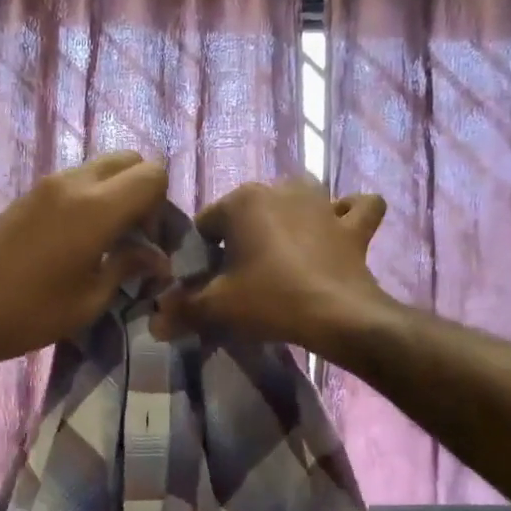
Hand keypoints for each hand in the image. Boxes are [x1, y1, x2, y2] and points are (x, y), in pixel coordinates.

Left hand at [0, 153, 170, 374]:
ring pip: (100, 167)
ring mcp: (46, 184)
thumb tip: (158, 258)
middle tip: (135, 236)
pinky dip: (91, 198)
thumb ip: (129, 267)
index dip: (162, 207)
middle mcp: (73, 183)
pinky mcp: (27, 195)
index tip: (150, 243)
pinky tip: (80, 240)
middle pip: (129, 160)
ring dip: (116, 194)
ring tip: (109, 240)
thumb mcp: (90, 299)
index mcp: (96, 207)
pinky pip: (74, 180)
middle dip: (143, 192)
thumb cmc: (31, 313)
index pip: (154, 174)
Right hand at [153, 178, 389, 354]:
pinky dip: (347, 214)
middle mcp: (281, 189)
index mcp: (243, 201)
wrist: (338, 315)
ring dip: (290, 218)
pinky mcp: (353, 224)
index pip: (206, 225)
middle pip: (248, 213)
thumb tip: (154, 322)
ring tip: (283, 252)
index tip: (206, 285)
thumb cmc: (270, 300)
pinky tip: (338, 229)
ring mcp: (322, 202)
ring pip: (298, 200)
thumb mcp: (217, 307)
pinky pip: (356, 207)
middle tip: (241, 279)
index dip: (201, 256)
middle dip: (241, 239)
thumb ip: (182, 310)